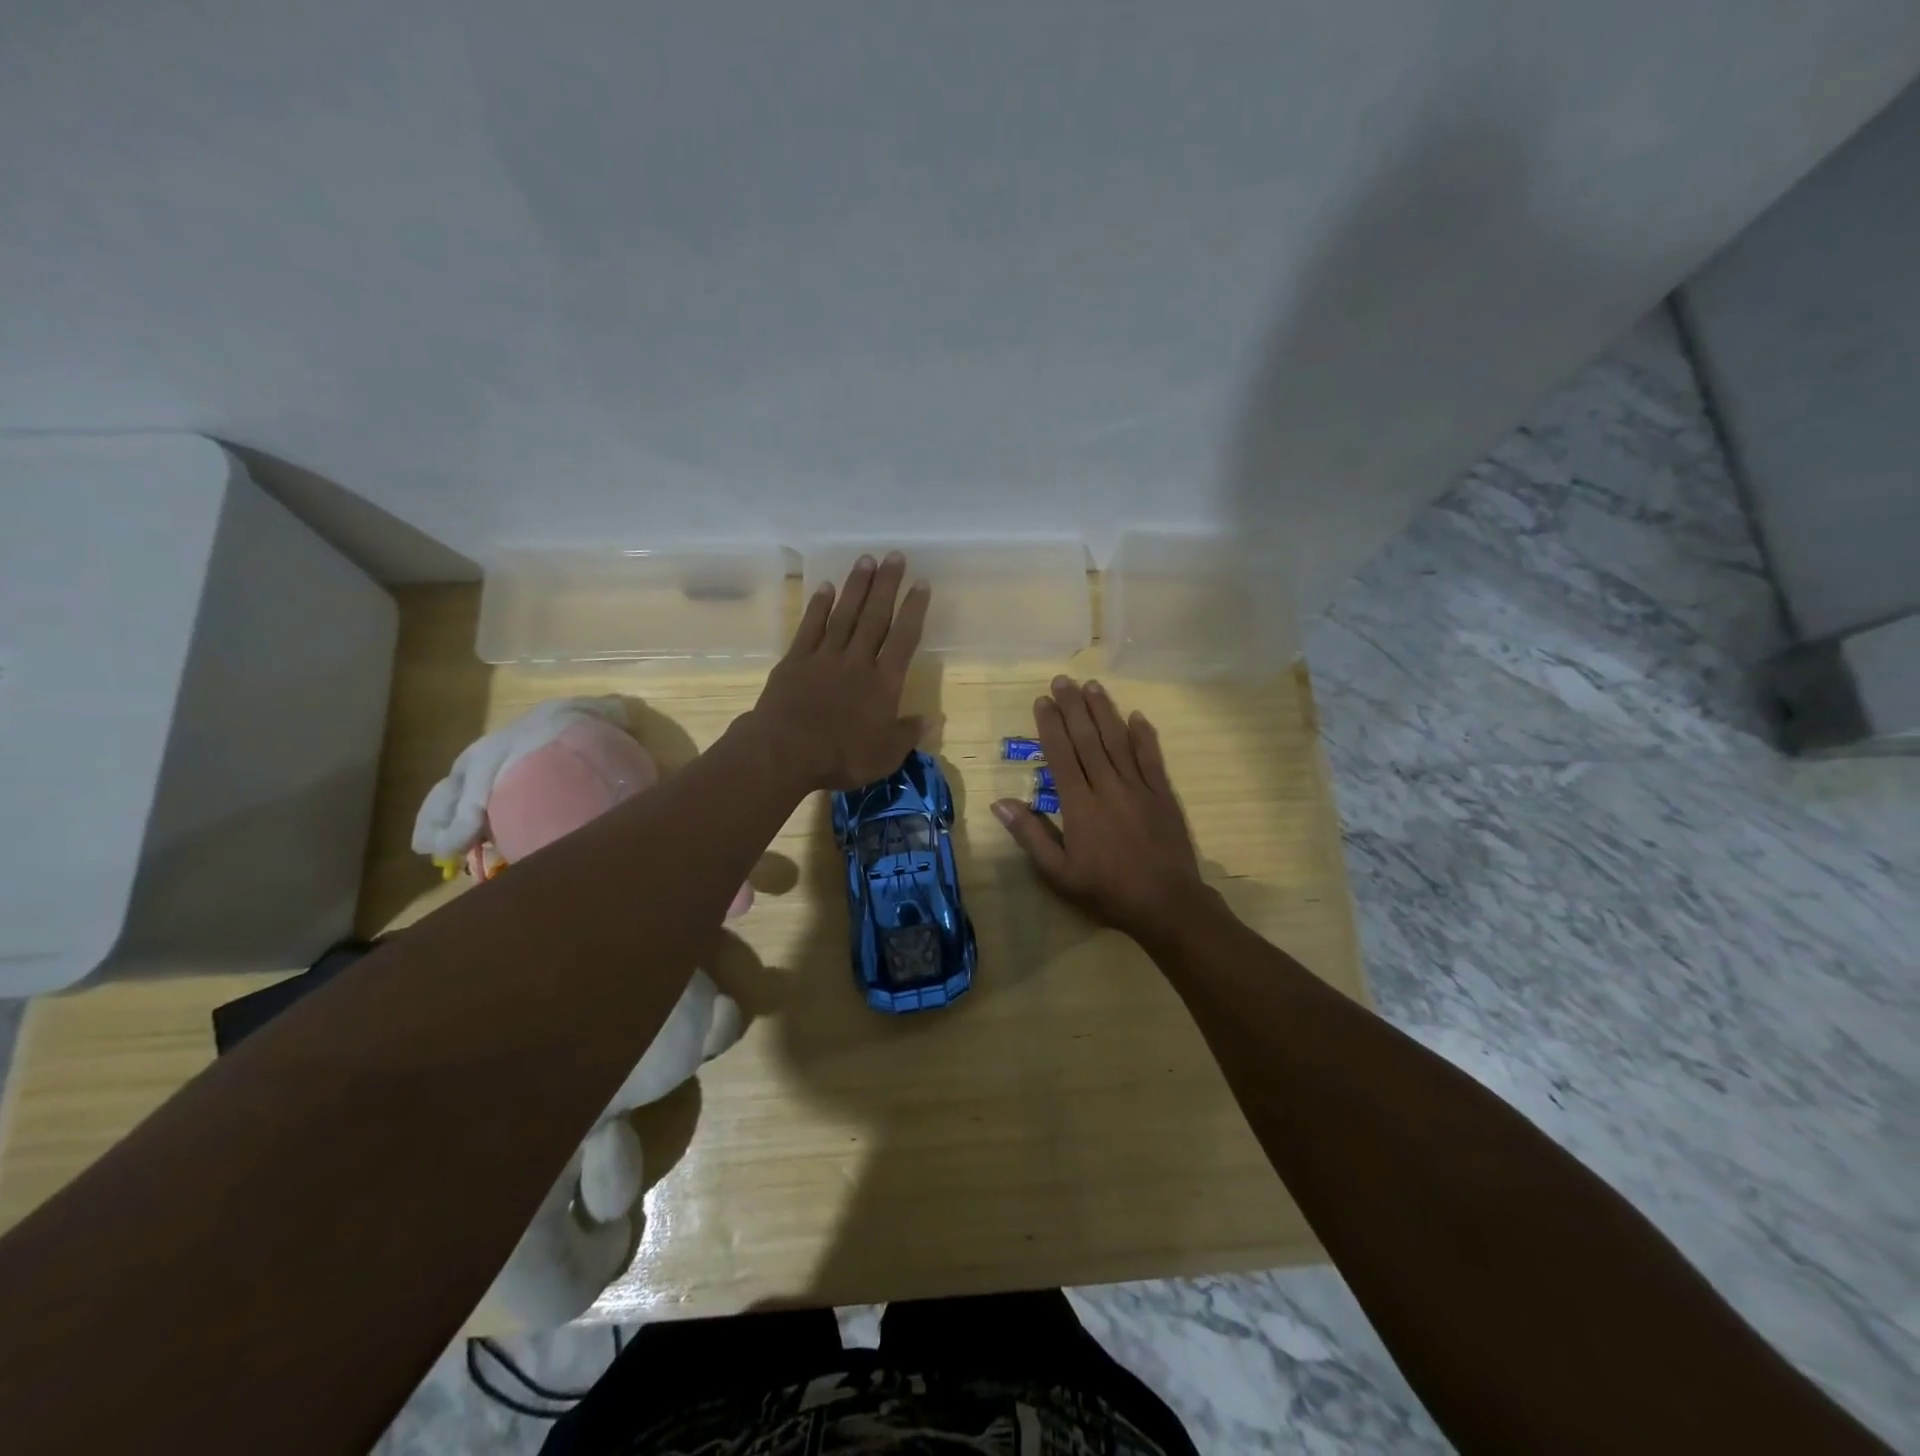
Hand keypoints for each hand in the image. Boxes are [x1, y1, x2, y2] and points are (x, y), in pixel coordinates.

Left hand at [748, 552, 930, 791]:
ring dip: (856, 586)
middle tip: (895, 555)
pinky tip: (826, 587)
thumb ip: (907, 734)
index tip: (921, 583)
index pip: (904, 639)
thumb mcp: (885, 755)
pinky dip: (819, 606)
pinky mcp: (796, 660)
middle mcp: (857, 661)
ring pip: (844, 614)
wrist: (785, 751)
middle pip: (875, 616)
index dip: (914, 610)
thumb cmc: (841, 756)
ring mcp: (824, 657)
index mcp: (883, 682)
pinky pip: (810, 627)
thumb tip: (930, 719)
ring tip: (866, 560)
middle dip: (887, 585)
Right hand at [992, 676, 1212, 946]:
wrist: (1166, 904)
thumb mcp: (1058, 873)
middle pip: (1087, 739)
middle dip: (1073, 707)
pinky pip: (1151, 758)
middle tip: (1062, 680)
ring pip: (1118, 741)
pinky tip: (1137, 716)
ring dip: (1103, 711)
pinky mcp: (1162, 795)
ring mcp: (1138, 788)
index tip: (1042, 701)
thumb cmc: (1106, 890)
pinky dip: (1144, 736)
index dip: (1050, 726)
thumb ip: (1031, 836)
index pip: (1061, 755)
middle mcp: (1107, 787)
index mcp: (1079, 805)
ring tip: (1092, 685)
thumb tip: (1001, 803)